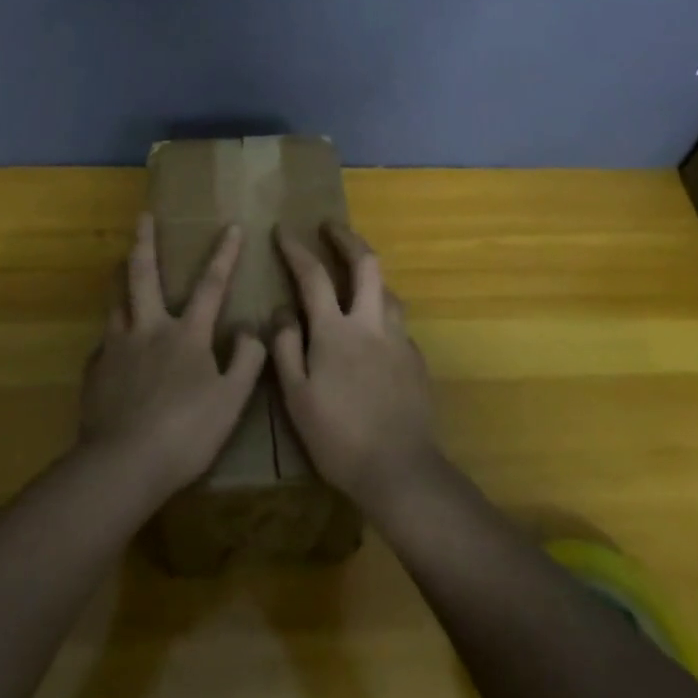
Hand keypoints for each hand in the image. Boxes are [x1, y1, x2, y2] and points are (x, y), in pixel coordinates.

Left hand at [80, 213, 266, 501]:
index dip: (224, 254)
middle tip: (143, 216)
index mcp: (186, 335)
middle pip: (144, 276)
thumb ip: (247, 360)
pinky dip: (112, 335)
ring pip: (117, 302)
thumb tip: (249, 329)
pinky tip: (112, 345)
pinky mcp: (95, 371)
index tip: (230, 225)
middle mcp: (148, 330)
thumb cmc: (186, 432)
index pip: (211, 286)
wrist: (124, 464)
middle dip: (145, 242)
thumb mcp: (232, 400)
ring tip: (119, 267)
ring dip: (121, 280)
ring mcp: (116, 348)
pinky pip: (105, 343)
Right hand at [272, 223, 438, 517]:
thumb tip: (281, 310)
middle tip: (331, 226)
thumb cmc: (338, 436)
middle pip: (366, 264)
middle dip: (347, 238)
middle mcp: (371, 324)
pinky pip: (398, 322)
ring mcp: (399, 340)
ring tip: (354, 275)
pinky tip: (374, 330)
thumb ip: (286, 347)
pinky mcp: (416, 361)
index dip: (296, 248)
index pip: (313, 275)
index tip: (283, 230)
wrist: (400, 470)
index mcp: (335, 331)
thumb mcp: (296, 395)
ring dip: (370, 274)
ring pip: (388, 290)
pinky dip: (382, 311)